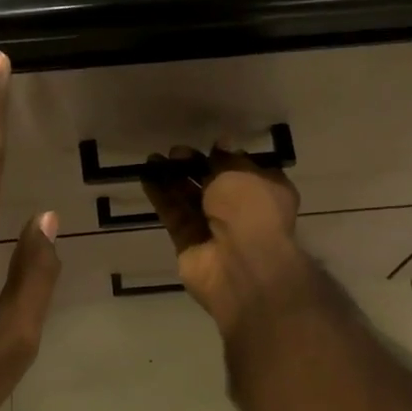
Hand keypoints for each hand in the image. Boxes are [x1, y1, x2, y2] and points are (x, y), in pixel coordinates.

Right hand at [140, 145, 310, 335]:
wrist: (243, 266)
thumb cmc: (251, 210)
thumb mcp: (241, 173)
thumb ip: (225, 159)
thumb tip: (221, 145)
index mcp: (265, 192)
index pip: (243, 170)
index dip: (225, 157)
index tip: (208, 146)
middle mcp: (242, 210)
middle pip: (212, 184)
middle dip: (193, 166)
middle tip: (175, 152)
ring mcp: (214, 229)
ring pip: (189, 198)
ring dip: (171, 178)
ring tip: (152, 159)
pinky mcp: (188, 243)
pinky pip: (173, 214)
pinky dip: (161, 196)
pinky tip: (146, 176)